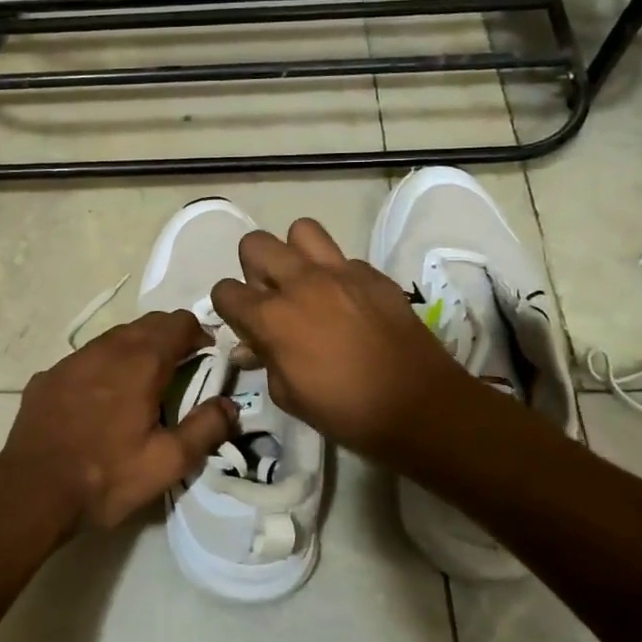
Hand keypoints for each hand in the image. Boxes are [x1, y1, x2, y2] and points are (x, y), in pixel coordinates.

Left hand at [0, 310, 237, 533]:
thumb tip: (229, 404)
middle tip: (180, 370)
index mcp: (141, 362)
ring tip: (142, 384)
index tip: (206, 359)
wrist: (31, 493)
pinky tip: (99, 400)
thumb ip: (206, 427)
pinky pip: (85, 359)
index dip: (199, 335)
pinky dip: (103, 367)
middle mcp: (106, 349)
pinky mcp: (47, 377)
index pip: (179, 323)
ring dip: (135, 349)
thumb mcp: (168, 462)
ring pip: (113, 338)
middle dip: (169, 338)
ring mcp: (71, 361)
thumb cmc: (106, 477)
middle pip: (147, 324)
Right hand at [210, 219, 467, 464]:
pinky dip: (336, 275)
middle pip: (255, 244)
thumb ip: (265, 361)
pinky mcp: (372, 274)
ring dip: (295, 253)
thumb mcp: (288, 395)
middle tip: (271, 296)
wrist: (417, 404)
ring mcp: (340, 272)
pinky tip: (347, 303)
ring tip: (305, 283)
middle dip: (254, 268)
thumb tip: (251, 347)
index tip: (242, 322)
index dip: (228, 307)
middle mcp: (300, 283)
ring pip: (301, 230)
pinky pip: (343, 259)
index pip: (225, 290)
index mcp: (273, 317)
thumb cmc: (344, 411)